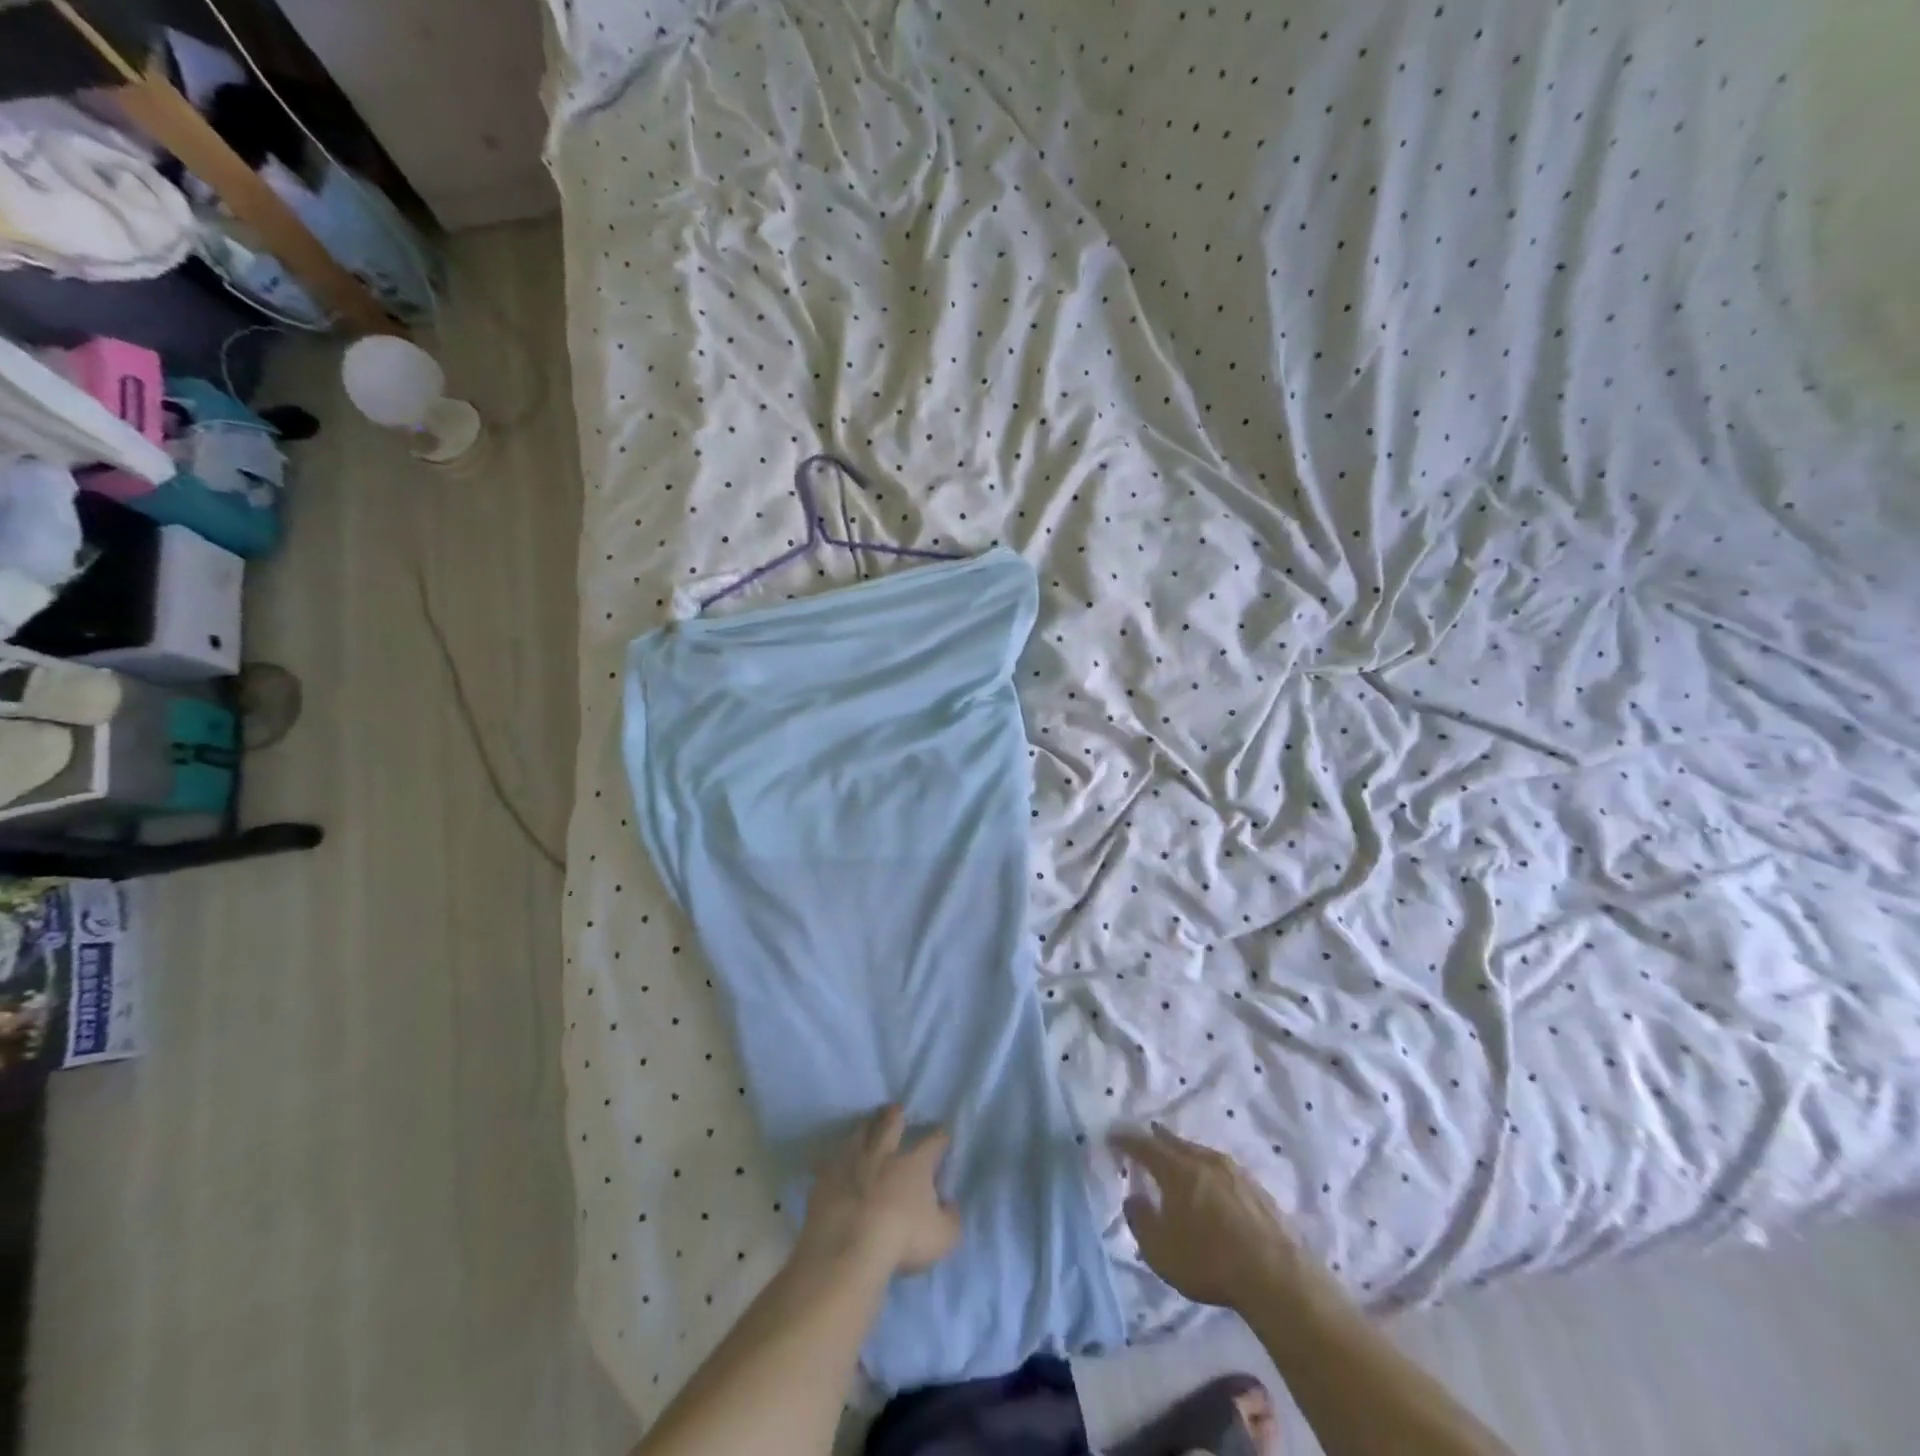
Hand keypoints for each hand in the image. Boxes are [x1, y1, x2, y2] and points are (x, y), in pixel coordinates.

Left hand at [796, 1105, 961, 1280]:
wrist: (847, 1248)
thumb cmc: (901, 1240)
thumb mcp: (943, 1237)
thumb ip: (951, 1218)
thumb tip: (949, 1204)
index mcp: (915, 1163)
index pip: (934, 1140)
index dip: (941, 1137)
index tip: (943, 1136)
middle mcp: (884, 1152)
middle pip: (891, 1122)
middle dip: (895, 1114)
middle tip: (895, 1110)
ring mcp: (852, 1161)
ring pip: (859, 1132)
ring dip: (865, 1126)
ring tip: (866, 1125)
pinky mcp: (826, 1176)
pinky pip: (830, 1159)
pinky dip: (836, 1158)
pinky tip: (835, 1160)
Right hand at [1113, 1123, 1305, 1310]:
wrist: (1276, 1275)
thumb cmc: (1209, 1260)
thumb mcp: (1160, 1250)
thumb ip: (1140, 1220)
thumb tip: (1134, 1198)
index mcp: (1177, 1169)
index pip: (1144, 1146)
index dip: (1126, 1140)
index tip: (1113, 1136)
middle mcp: (1204, 1161)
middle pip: (1176, 1143)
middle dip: (1159, 1138)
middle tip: (1149, 1132)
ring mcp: (1234, 1172)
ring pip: (1201, 1154)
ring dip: (1186, 1153)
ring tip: (1179, 1157)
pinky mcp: (1257, 1189)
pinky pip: (1222, 1170)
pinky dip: (1209, 1171)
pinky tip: (1212, 1183)